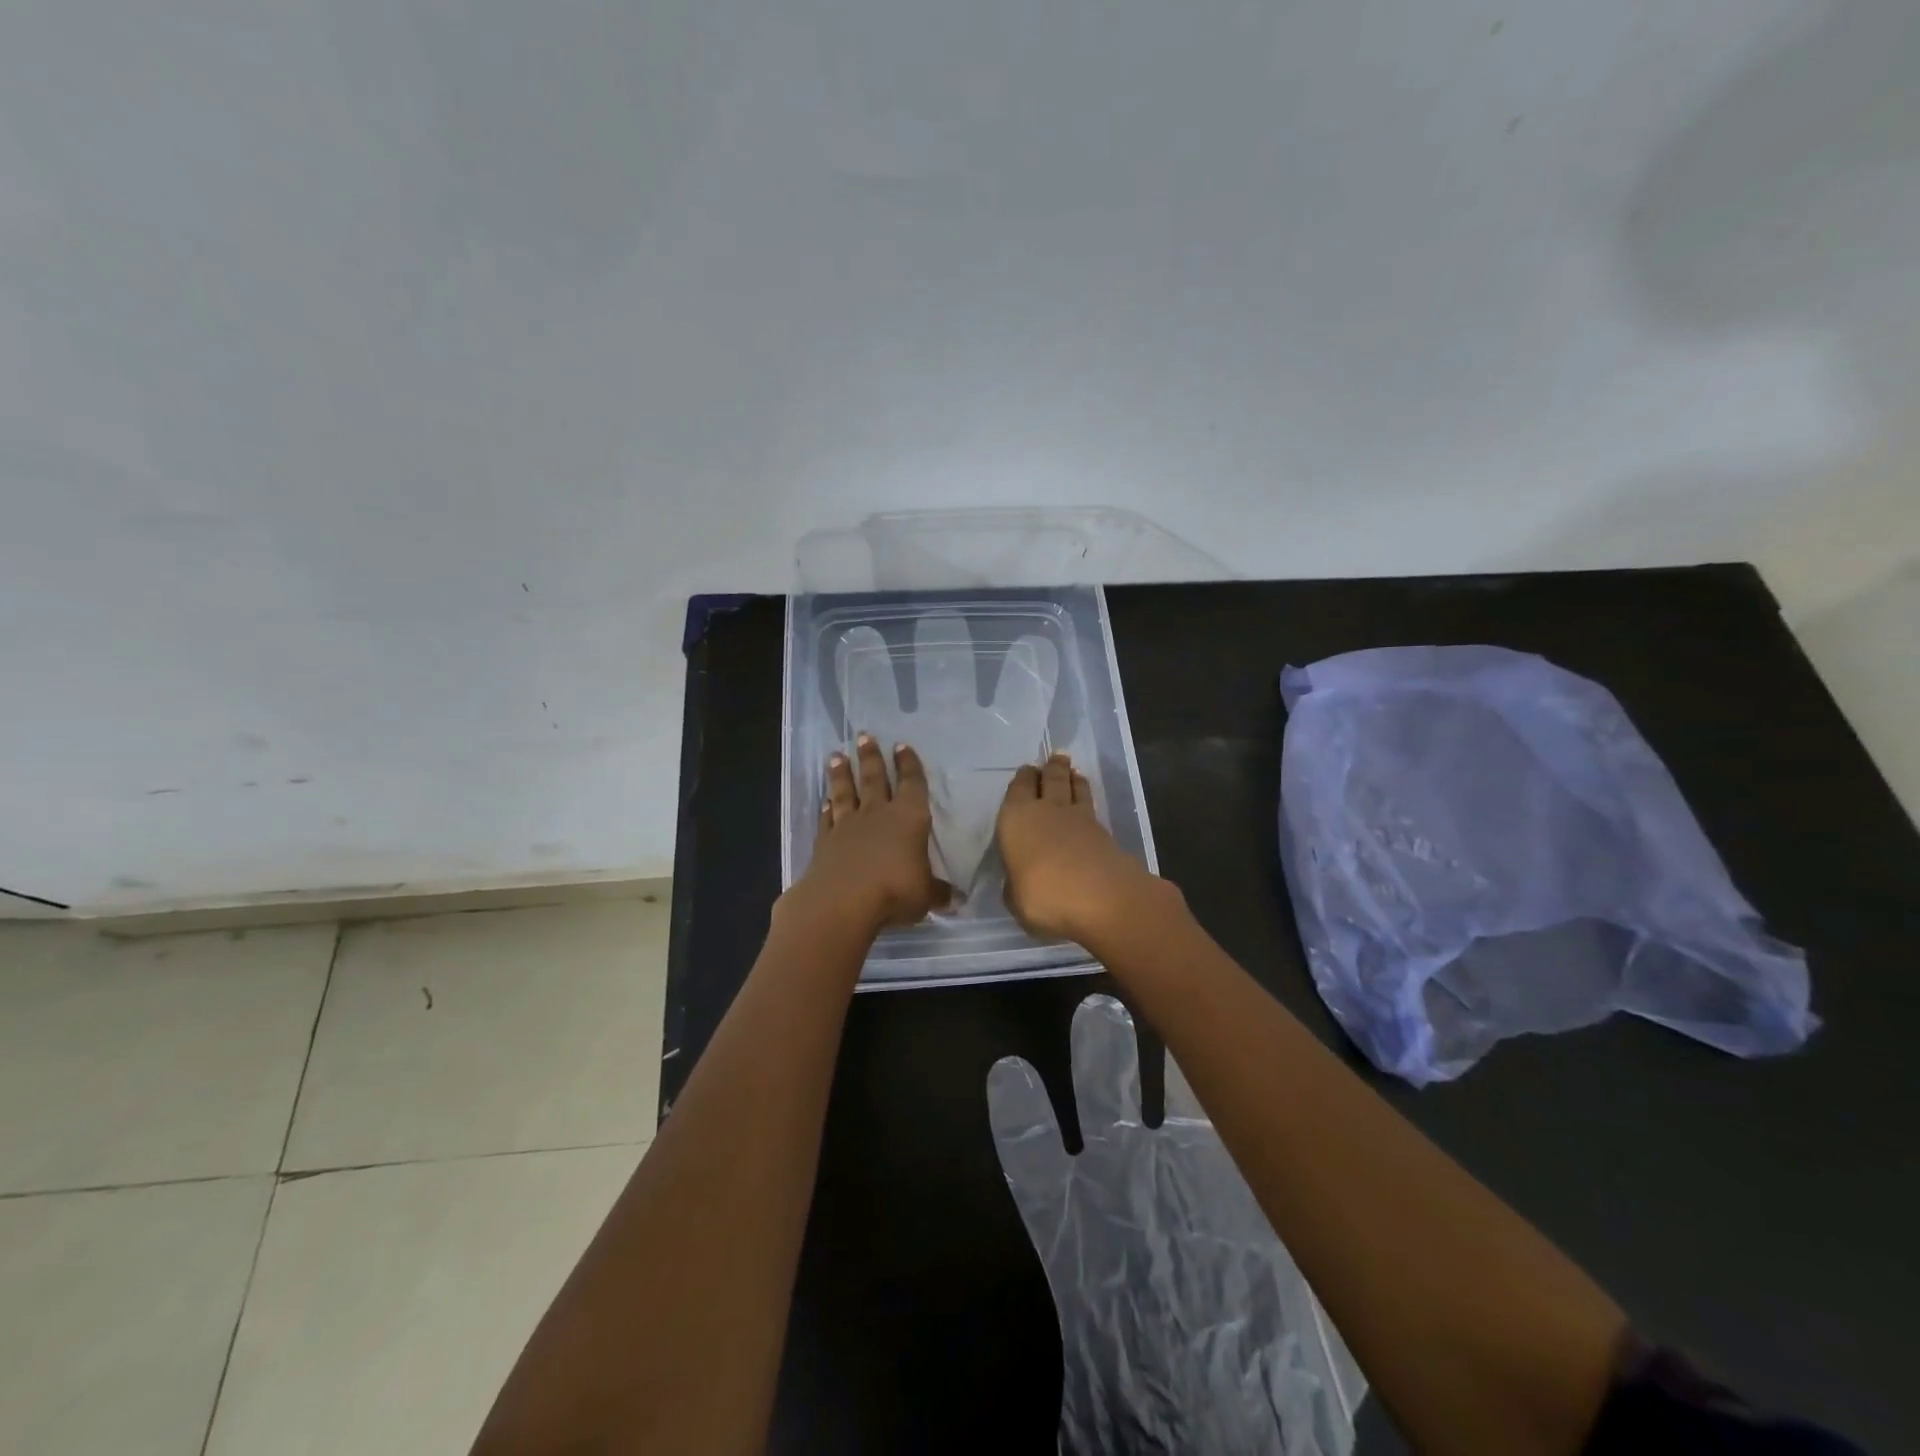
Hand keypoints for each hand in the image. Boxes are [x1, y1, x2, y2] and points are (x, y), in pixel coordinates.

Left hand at [788, 735, 950, 934]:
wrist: (842, 902)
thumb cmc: (894, 892)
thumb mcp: (925, 895)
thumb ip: (938, 893)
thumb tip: (956, 899)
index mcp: (909, 818)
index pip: (912, 784)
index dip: (909, 764)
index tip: (902, 746)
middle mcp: (878, 814)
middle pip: (874, 778)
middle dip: (870, 756)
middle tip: (864, 736)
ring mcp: (848, 825)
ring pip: (845, 792)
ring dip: (841, 773)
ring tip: (836, 755)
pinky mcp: (825, 841)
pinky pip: (827, 819)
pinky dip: (826, 808)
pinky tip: (824, 801)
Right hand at [996, 752, 1164, 946]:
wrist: (1100, 898)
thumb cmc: (1043, 896)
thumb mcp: (1015, 899)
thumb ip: (1015, 884)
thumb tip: (1019, 879)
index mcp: (1016, 818)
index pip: (1018, 788)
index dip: (1023, 779)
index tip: (1027, 772)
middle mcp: (1046, 809)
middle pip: (1050, 778)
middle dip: (1051, 768)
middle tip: (1054, 759)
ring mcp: (1079, 818)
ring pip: (1074, 787)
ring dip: (1072, 778)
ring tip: (1073, 772)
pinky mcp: (1104, 831)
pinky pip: (1091, 807)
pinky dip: (1087, 800)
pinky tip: (1086, 805)